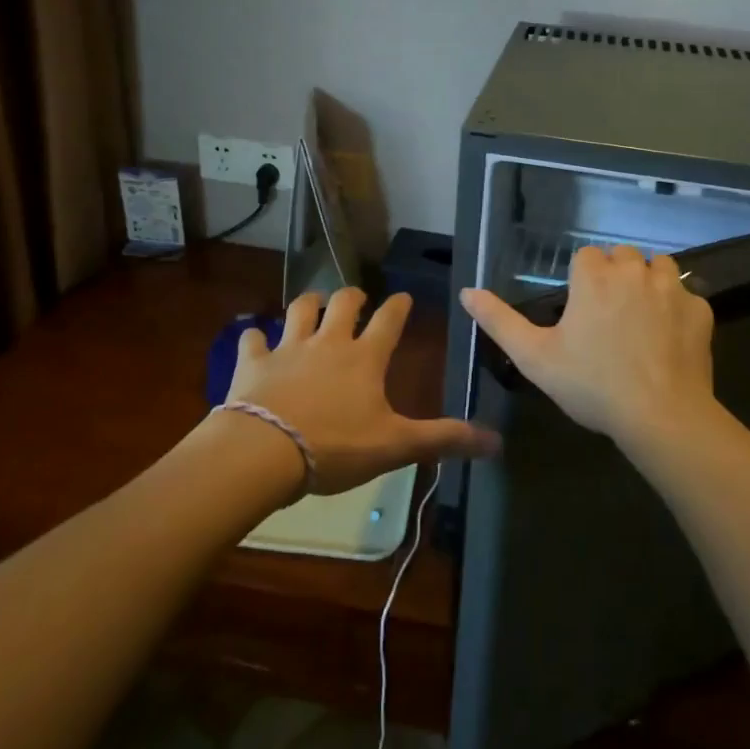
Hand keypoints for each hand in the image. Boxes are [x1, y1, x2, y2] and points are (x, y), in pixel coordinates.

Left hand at [226, 287, 500, 496]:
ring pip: (299, 309)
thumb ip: (443, 439)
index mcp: (364, 358)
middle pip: (342, 303)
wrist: (264, 452)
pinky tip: (255, 339)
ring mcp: (288, 348)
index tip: (404, 297)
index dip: (399, 307)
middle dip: (352, 296)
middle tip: (356, 298)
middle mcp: (328, 342)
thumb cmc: (335, 447)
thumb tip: (497, 442)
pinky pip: (253, 340)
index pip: (389, 321)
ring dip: (307, 304)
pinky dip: (255, 338)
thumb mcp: (395, 446)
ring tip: (312, 304)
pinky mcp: (254, 363)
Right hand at [459, 245, 717, 450]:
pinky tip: (669, 338)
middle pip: (622, 256)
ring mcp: (671, 288)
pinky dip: (678, 308)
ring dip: (649, 282)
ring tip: (640, 319)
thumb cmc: (592, 385)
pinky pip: (687, 295)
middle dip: (615, 276)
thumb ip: (499, 321)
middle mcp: (633, 271)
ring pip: (659, 266)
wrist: (661, 416)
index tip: (580, 311)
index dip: (582, 280)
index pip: (586, 256)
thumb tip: (467, 292)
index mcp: (594, 277)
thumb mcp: (534, 357)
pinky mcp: (700, 310)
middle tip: (608, 317)